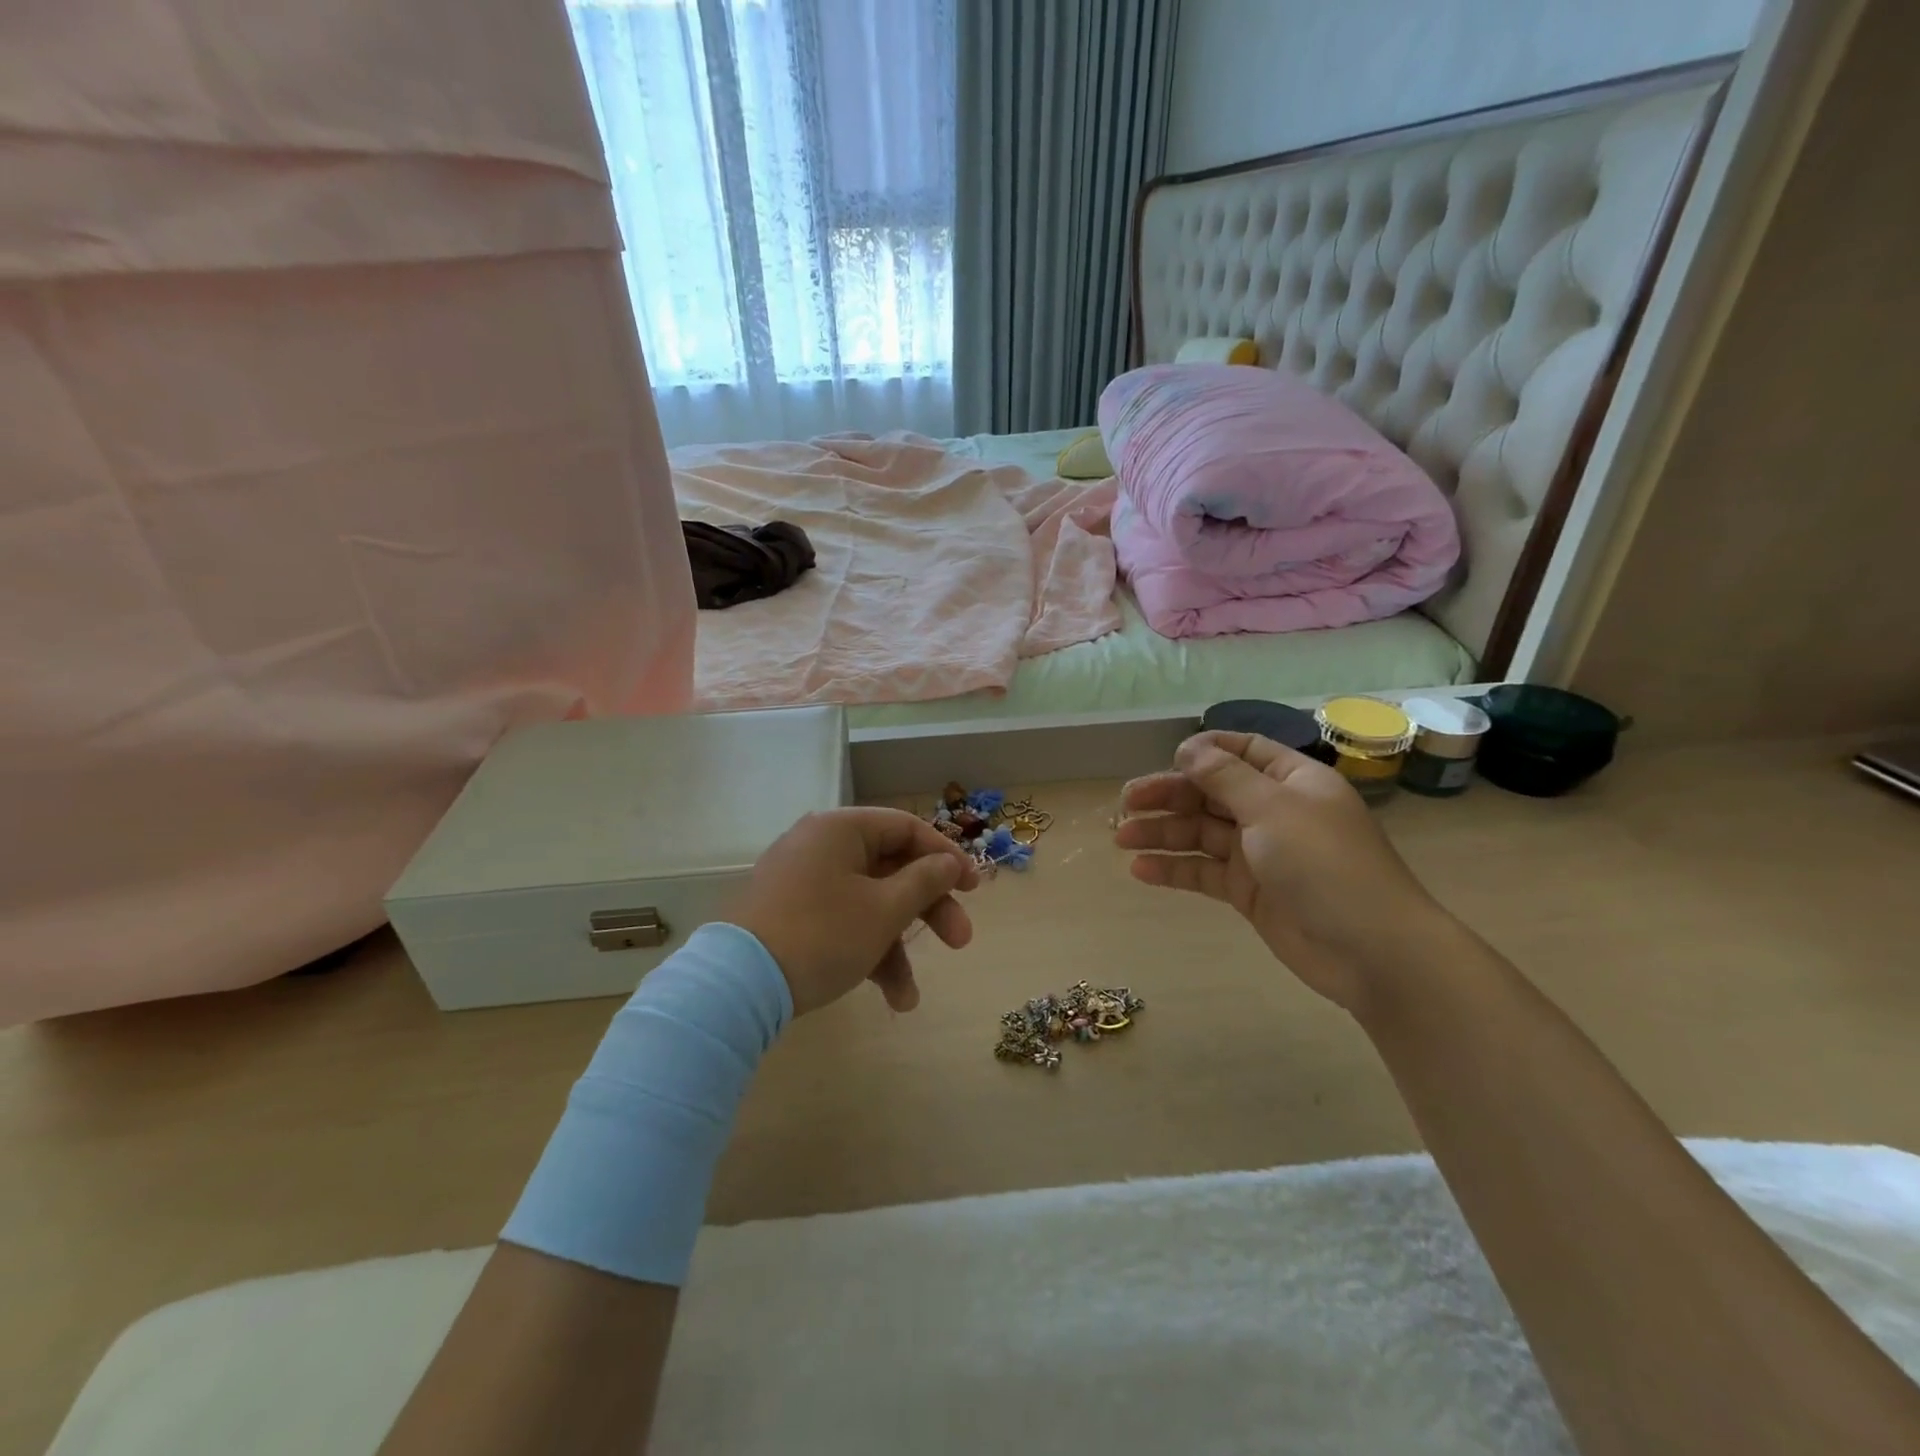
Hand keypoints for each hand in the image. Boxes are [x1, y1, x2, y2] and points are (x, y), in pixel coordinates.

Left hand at [731, 808, 978, 1016]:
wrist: (736, 987)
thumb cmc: (822, 934)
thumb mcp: (884, 910)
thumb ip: (925, 881)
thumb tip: (949, 863)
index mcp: (841, 829)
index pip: (906, 828)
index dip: (945, 856)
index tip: (973, 887)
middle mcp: (821, 847)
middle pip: (891, 869)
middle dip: (928, 911)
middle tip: (960, 941)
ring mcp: (803, 882)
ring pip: (868, 904)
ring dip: (896, 947)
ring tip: (909, 998)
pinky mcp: (791, 916)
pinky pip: (842, 922)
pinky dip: (865, 952)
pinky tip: (887, 997)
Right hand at [1114, 731, 1447, 1012]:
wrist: (1370, 950)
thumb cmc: (1324, 864)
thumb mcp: (1272, 808)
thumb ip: (1225, 777)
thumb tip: (1189, 747)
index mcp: (1291, 781)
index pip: (1243, 751)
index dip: (1205, 751)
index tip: (1167, 759)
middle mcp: (1274, 812)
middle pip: (1212, 793)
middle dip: (1169, 796)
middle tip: (1126, 804)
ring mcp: (1260, 854)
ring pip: (1201, 834)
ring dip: (1162, 833)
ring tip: (1121, 839)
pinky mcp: (1249, 892)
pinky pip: (1204, 872)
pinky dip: (1174, 870)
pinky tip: (1140, 871)